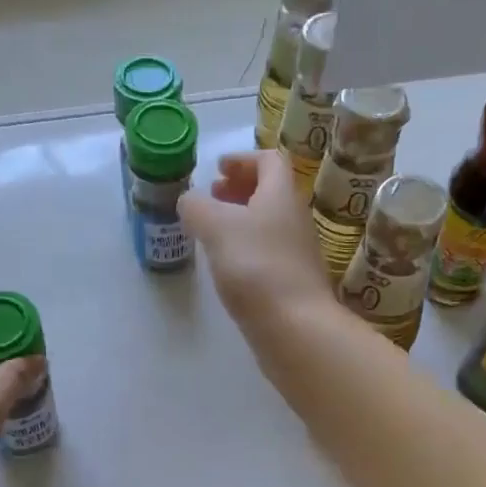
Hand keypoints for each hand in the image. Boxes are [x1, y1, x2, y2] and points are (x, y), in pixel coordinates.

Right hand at [179, 150, 334, 325]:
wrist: (295, 327)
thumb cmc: (257, 268)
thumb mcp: (217, 228)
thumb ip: (197, 207)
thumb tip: (189, 200)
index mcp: (281, 194)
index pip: (269, 160)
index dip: (243, 159)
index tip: (218, 168)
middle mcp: (295, 218)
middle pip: (270, 192)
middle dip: (239, 190)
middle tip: (212, 197)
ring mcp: (296, 253)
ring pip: (268, 224)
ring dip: (241, 220)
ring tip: (213, 232)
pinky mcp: (292, 283)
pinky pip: (267, 253)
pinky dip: (246, 249)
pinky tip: (228, 267)